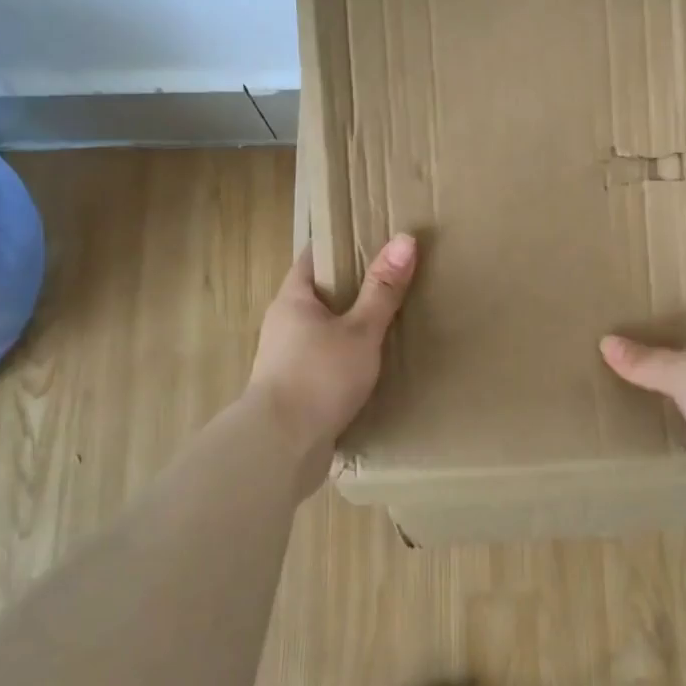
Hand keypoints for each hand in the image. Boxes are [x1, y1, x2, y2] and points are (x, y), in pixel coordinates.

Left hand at [248, 235, 417, 469]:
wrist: (281, 447)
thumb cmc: (319, 377)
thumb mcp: (360, 330)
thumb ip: (382, 290)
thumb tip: (405, 239)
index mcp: (293, 299)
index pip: (315, 257)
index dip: (342, 244)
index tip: (375, 238)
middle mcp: (284, 323)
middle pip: (321, 293)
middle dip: (353, 286)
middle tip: (394, 278)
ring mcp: (286, 358)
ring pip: (323, 329)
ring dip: (350, 325)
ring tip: (390, 320)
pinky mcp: (295, 389)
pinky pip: (325, 360)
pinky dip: (347, 356)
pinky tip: (372, 364)